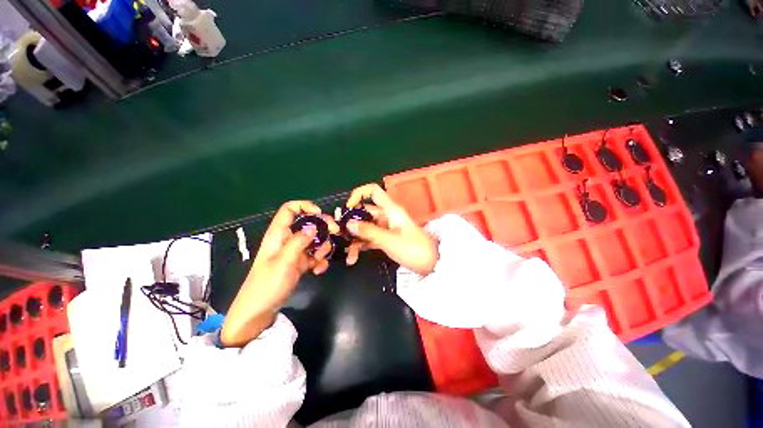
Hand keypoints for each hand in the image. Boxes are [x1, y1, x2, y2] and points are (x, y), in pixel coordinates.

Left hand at [221, 201, 338, 346]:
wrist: (259, 311)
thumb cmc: (267, 284)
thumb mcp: (284, 261)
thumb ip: (299, 242)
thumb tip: (314, 227)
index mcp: (279, 234)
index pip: (290, 209)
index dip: (305, 206)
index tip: (320, 214)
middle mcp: (288, 239)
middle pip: (308, 223)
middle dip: (323, 227)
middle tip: (335, 233)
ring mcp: (295, 251)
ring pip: (315, 240)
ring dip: (322, 248)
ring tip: (319, 261)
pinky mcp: (300, 263)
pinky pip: (315, 255)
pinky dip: (320, 261)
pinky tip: (318, 270)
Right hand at [344, 183, 437, 275]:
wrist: (432, 264)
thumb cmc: (413, 249)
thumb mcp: (389, 240)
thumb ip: (368, 231)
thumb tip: (348, 223)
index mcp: (390, 210)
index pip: (373, 191)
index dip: (359, 194)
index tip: (348, 208)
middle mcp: (387, 216)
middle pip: (365, 212)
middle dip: (352, 223)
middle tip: (339, 235)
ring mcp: (386, 228)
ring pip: (366, 227)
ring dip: (356, 238)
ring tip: (349, 254)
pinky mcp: (387, 239)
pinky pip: (370, 238)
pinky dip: (363, 245)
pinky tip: (354, 256)